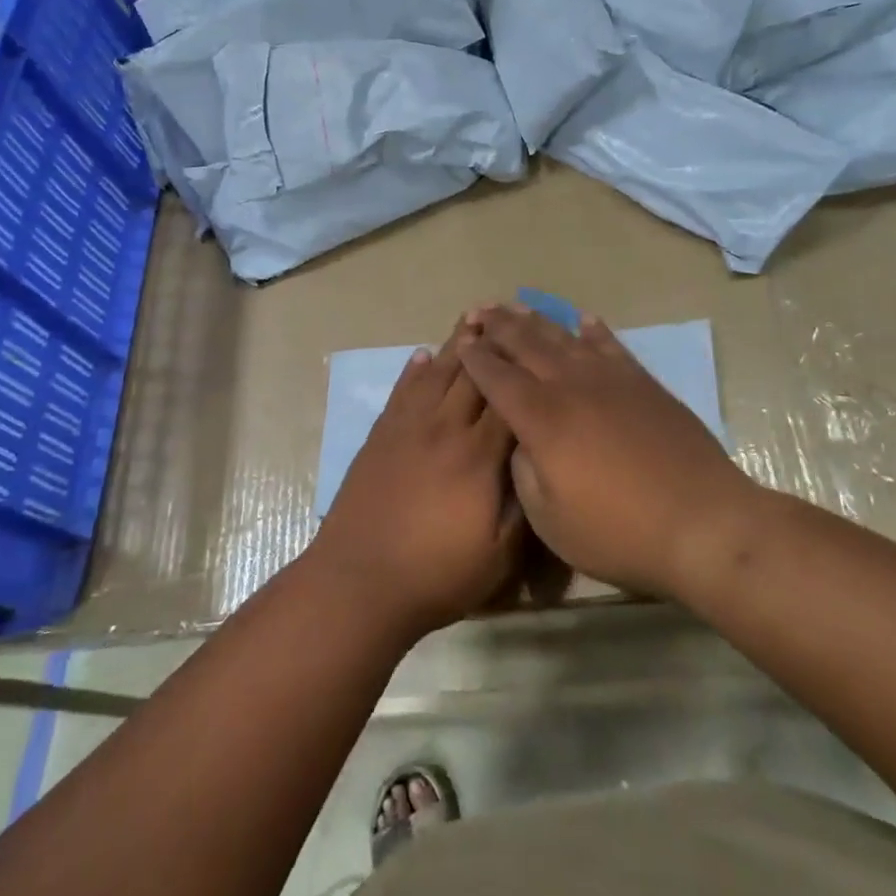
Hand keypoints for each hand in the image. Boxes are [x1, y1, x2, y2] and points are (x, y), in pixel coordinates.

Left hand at [310, 322, 523, 639]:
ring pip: (437, 374)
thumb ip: (523, 507)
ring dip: (455, 345)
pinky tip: (422, 355)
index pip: (509, 401)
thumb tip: (536, 466)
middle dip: (491, 345)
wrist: (358, 581)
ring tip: (470, 319)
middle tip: (505, 314)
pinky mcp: (380, 436)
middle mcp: (444, 429)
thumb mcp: (498, 557)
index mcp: (478, 456)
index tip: (537, 346)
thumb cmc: (435, 574)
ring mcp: (407, 428)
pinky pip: (401, 391)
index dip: (523, 371)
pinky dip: (414, 369)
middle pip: (472, 376)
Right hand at [457, 305, 751, 598]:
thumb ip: (523, 471)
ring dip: (536, 320)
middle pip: (526, 345)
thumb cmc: (619, 531)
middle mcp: (571, 386)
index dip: (475, 357)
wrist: (701, 522)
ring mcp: (610, 380)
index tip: (461, 341)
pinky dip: (593, 330)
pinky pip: (611, 345)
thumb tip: (520, 440)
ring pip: (564, 338)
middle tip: (478, 310)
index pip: (497, 377)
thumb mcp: (550, 519)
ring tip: (515, 305)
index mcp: (541, 418)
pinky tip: (583, 319)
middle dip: (498, 326)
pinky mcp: (643, 383)